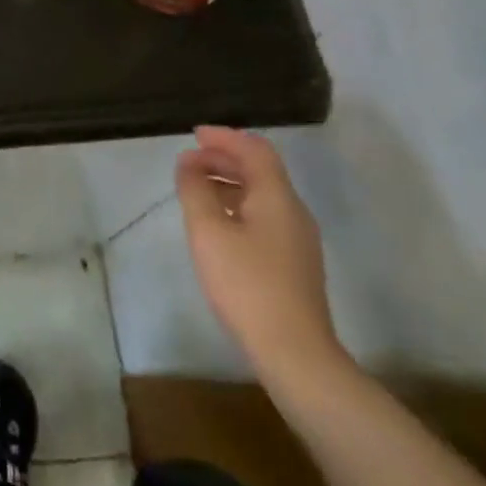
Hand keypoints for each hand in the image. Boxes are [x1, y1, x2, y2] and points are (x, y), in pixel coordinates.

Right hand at [177, 127, 350, 389]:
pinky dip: (238, 205)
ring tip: (195, 188)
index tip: (194, 135)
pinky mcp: (293, 263)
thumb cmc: (246, 284)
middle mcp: (293, 211)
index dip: (225, 137)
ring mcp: (297, 239)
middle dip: (224, 159)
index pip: (254, 150)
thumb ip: (195, 191)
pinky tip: (217, 223)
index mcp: (277, 197)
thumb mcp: (208, 232)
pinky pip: (264, 216)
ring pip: (262, 195)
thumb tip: (188, 163)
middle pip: (261, 171)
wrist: (294, 351)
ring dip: (229, 183)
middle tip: (189, 160)